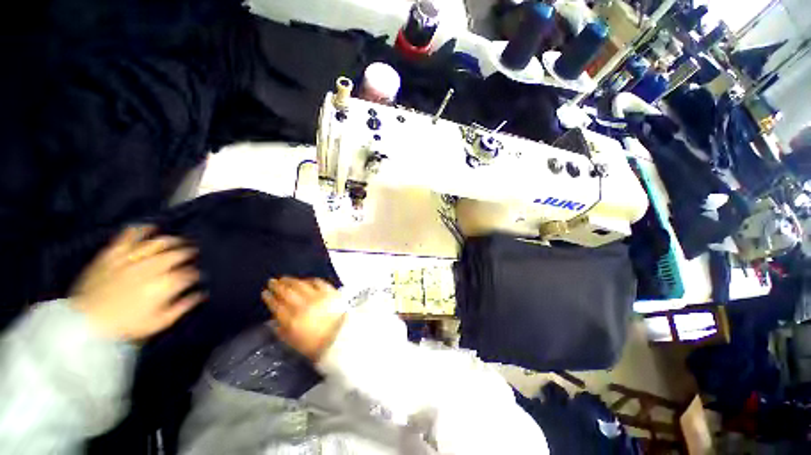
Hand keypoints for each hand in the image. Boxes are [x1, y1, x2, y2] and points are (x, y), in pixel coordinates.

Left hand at [71, 226, 202, 339]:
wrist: (86, 323)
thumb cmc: (126, 326)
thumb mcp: (160, 322)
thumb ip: (182, 306)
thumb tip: (200, 294)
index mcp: (164, 285)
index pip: (188, 274)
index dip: (194, 274)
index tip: (194, 276)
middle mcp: (151, 268)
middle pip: (176, 255)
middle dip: (187, 253)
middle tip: (191, 253)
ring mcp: (130, 260)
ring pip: (156, 243)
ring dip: (170, 240)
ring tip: (176, 240)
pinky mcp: (112, 255)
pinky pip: (127, 238)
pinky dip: (138, 231)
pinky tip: (148, 227)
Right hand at [262, 277, 344, 361]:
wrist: (342, 337)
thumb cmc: (318, 345)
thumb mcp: (295, 344)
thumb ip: (282, 332)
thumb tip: (273, 322)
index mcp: (292, 321)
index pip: (277, 306)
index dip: (269, 298)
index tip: (265, 293)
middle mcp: (303, 306)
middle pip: (287, 293)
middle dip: (277, 286)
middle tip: (272, 281)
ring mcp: (317, 297)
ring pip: (300, 285)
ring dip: (291, 281)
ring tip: (284, 278)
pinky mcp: (330, 292)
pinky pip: (317, 282)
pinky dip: (310, 280)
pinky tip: (305, 280)